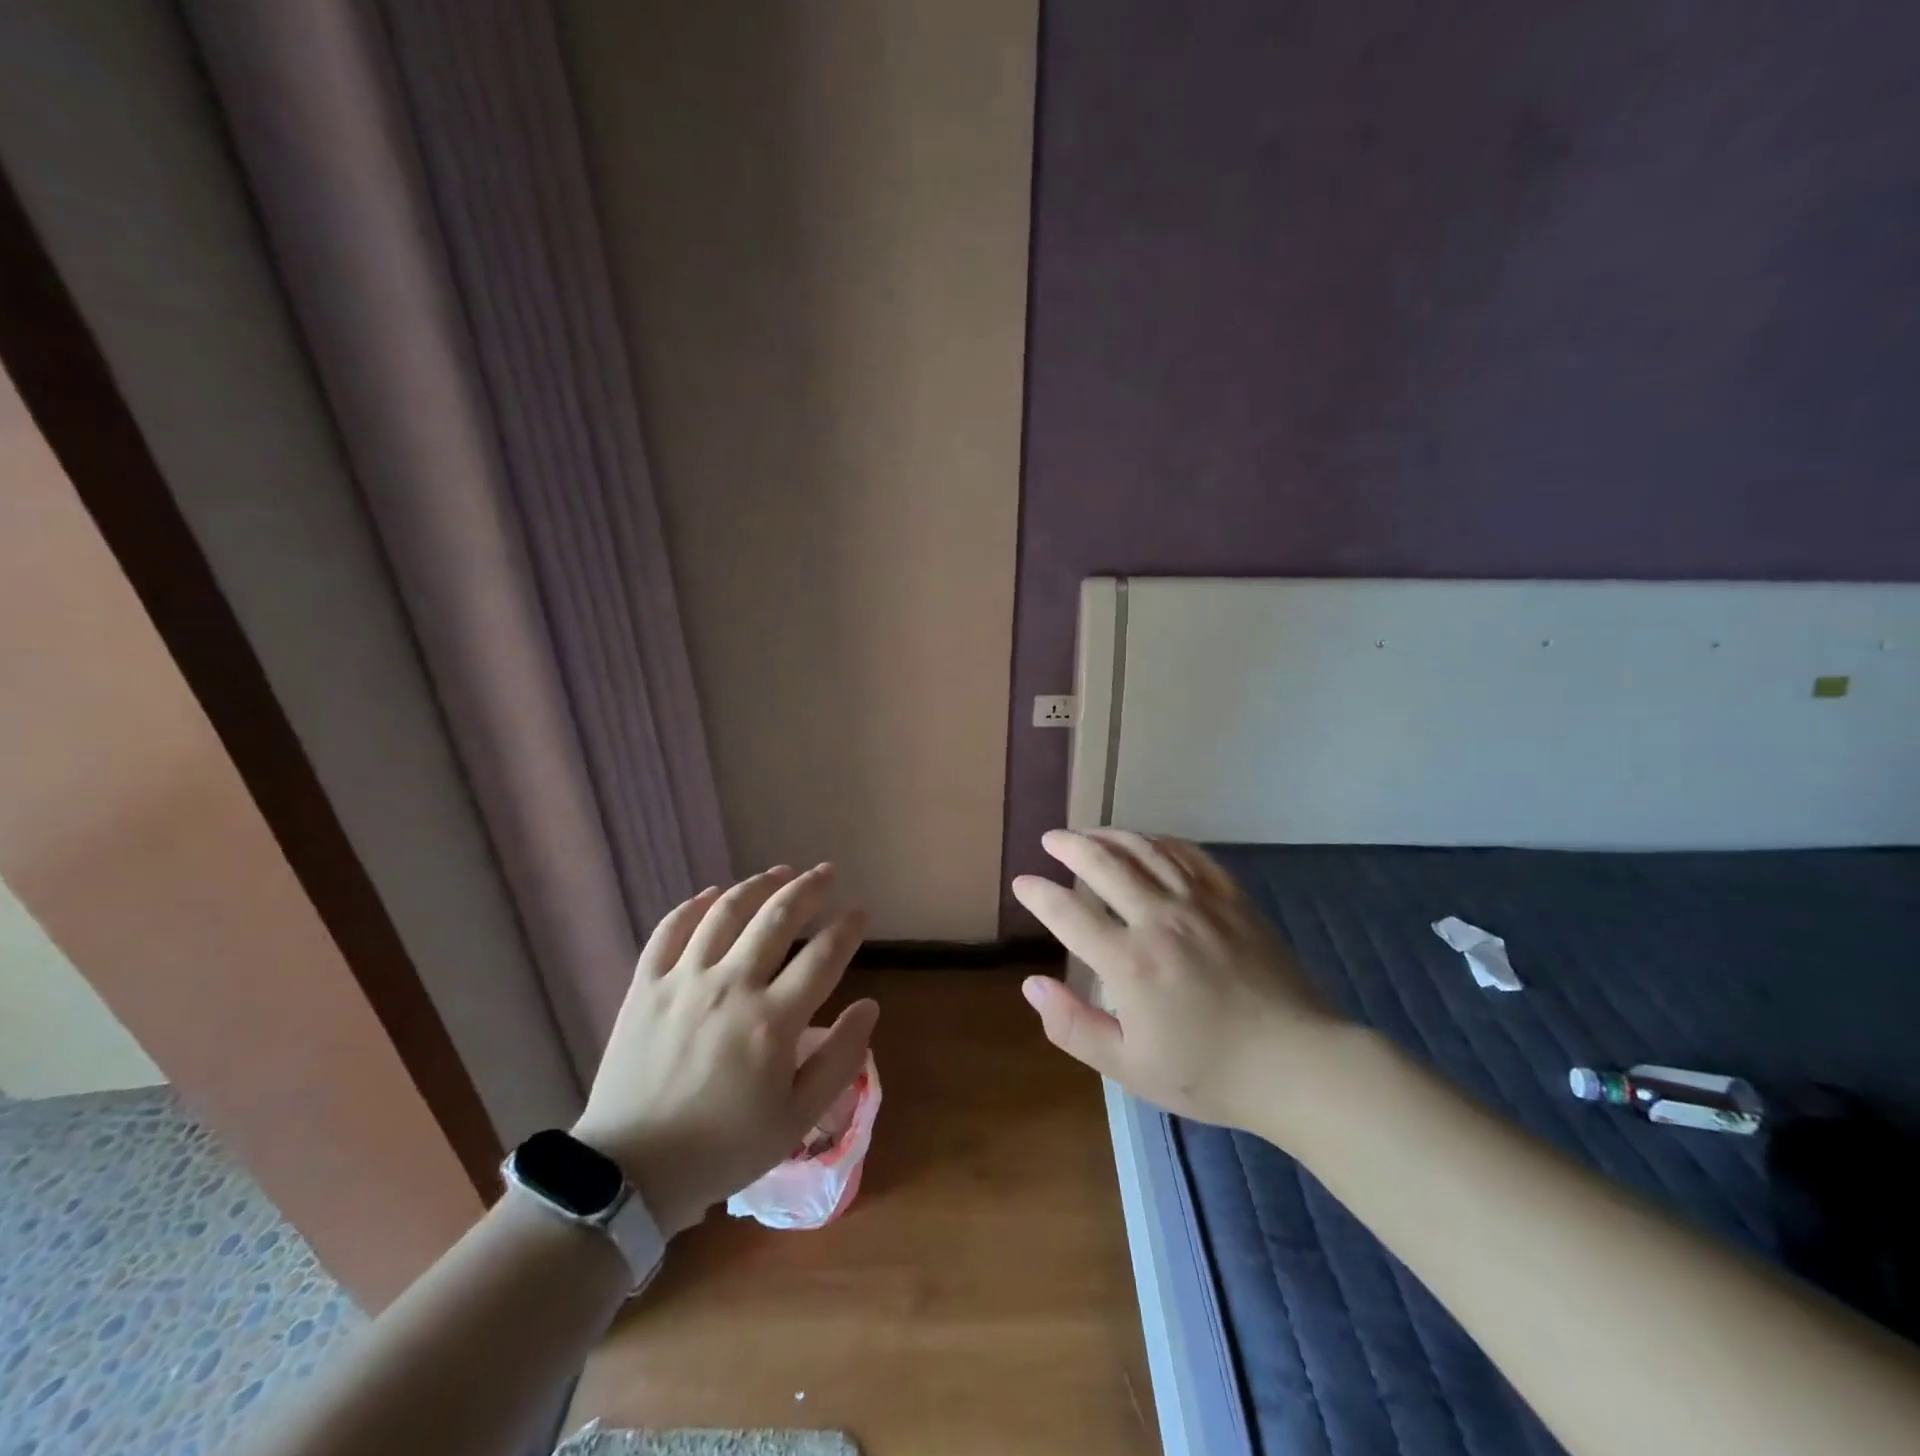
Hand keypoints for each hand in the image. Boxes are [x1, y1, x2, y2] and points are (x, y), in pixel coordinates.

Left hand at [571, 864, 877, 1234]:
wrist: (629, 1174)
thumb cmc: (722, 1150)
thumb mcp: (796, 1118)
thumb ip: (839, 1059)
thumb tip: (869, 1006)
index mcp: (772, 1020)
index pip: (823, 956)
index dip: (847, 928)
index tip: (859, 913)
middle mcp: (731, 985)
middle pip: (777, 917)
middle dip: (808, 888)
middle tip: (826, 872)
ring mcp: (683, 980)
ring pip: (726, 911)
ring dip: (758, 885)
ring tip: (778, 871)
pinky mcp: (646, 986)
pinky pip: (670, 929)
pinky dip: (693, 906)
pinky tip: (712, 894)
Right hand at [1012, 830, 1340, 1129]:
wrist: (1298, 1064)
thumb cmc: (1209, 1073)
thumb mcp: (1129, 1067)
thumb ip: (1073, 1026)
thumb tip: (1032, 985)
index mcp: (1129, 962)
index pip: (1068, 913)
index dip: (1038, 894)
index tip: (1022, 882)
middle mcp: (1158, 919)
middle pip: (1103, 864)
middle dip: (1069, 846)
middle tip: (1051, 839)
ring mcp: (1199, 903)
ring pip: (1144, 851)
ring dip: (1110, 835)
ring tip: (1090, 832)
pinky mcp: (1231, 899)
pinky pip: (1189, 855)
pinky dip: (1160, 842)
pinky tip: (1148, 842)